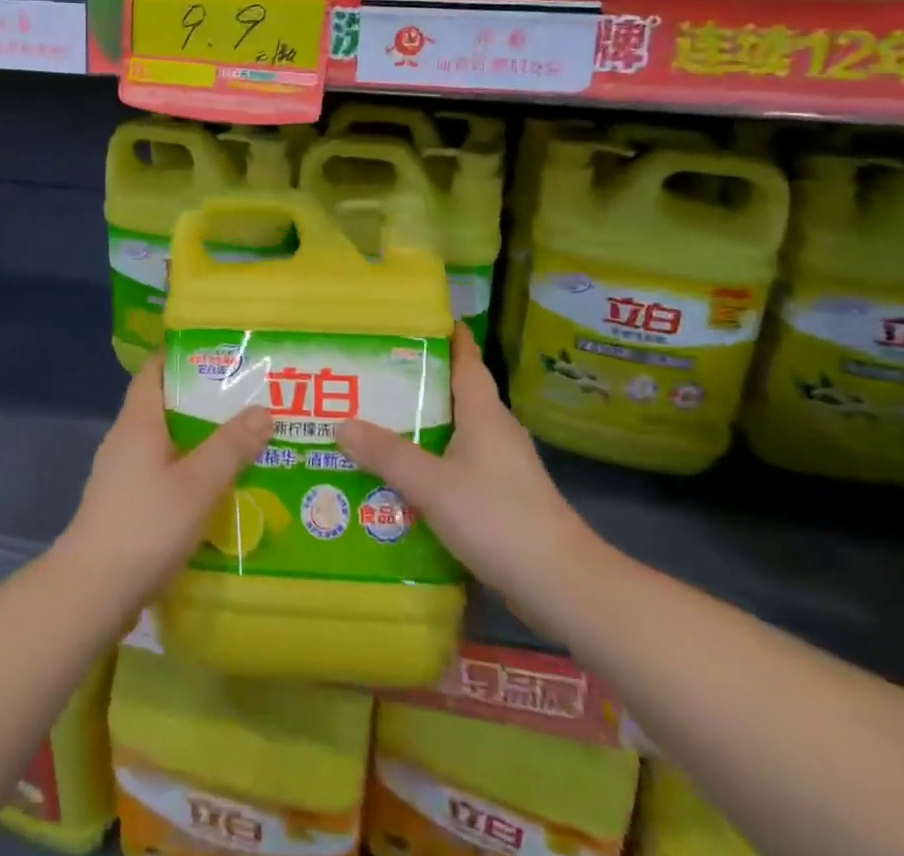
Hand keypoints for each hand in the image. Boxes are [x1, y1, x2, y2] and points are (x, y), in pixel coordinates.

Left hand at [59, 357, 271, 603]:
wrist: (92, 593)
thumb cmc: (145, 525)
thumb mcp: (198, 484)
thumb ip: (231, 446)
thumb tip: (263, 410)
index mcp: (138, 421)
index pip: (155, 370)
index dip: (183, 356)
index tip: (221, 354)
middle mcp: (125, 439)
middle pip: (164, 404)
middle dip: (202, 400)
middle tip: (246, 399)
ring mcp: (121, 474)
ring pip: (165, 442)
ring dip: (198, 439)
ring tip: (240, 441)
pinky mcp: (124, 505)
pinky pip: (161, 472)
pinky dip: (187, 470)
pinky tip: (215, 488)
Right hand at [335, 323, 591, 602]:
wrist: (561, 585)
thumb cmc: (499, 518)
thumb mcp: (433, 485)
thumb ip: (388, 454)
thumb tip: (341, 422)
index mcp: (484, 413)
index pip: (467, 360)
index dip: (449, 336)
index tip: (419, 318)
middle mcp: (496, 431)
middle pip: (456, 393)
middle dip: (419, 381)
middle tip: (373, 373)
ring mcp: (502, 466)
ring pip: (456, 431)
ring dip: (423, 424)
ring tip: (377, 421)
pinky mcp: (503, 498)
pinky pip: (459, 464)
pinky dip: (432, 461)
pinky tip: (405, 476)